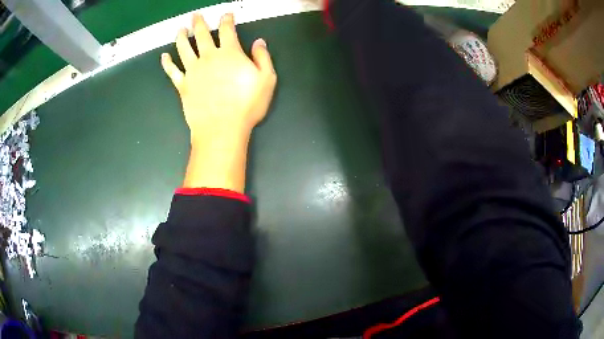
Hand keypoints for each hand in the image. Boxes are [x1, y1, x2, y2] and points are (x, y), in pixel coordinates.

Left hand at [161, 13, 276, 192]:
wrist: (222, 128)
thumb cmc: (247, 105)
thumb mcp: (266, 80)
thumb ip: (262, 58)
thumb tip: (259, 42)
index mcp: (229, 53)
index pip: (227, 30)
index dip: (226, 20)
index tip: (226, 14)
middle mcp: (208, 57)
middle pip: (202, 35)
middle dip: (199, 23)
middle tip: (195, 16)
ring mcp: (193, 71)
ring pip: (184, 48)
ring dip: (181, 37)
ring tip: (180, 29)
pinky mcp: (182, 85)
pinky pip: (172, 71)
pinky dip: (167, 63)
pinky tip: (164, 57)